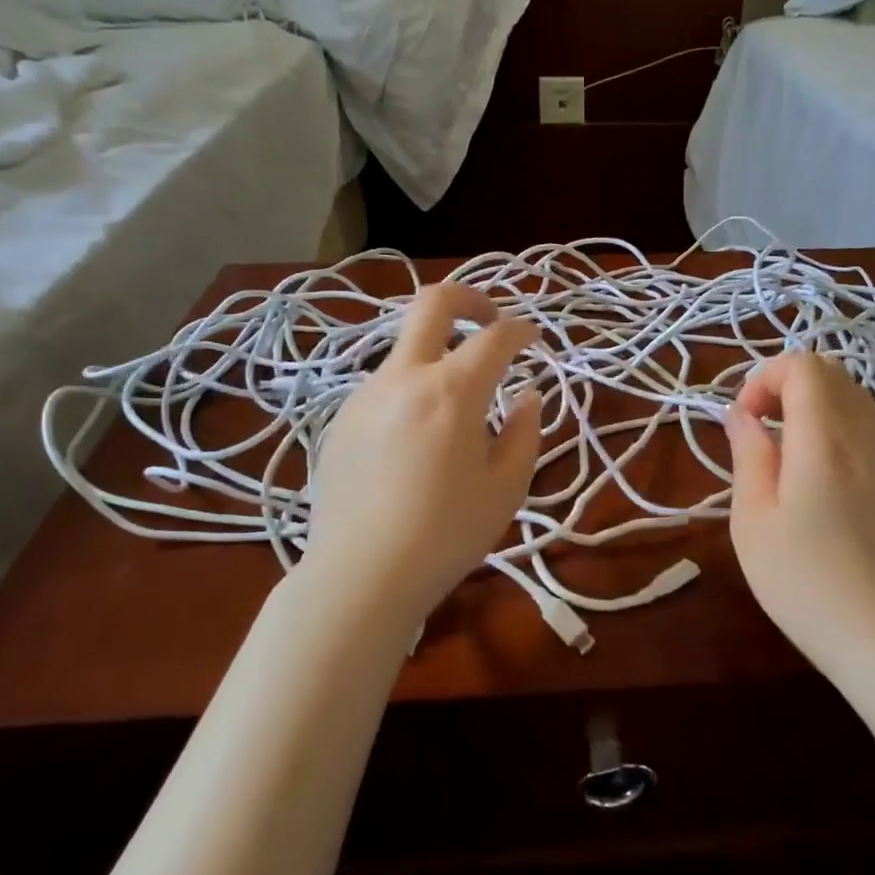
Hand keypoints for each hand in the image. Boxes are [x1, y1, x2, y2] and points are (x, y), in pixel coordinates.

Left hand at [303, 282, 541, 621]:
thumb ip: (524, 433)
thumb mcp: (506, 489)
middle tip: (490, 319)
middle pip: (431, 304)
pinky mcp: (340, 421)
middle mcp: (404, 379)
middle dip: (469, 298)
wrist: (361, 576)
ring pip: (405, 350)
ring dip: (437, 356)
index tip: (533, 340)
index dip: (521, 330)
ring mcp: (365, 396)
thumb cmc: (447, 534)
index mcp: (452, 392)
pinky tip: (415, 442)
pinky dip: (411, 392)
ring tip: (456, 407)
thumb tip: (528, 397)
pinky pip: (384, 388)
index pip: (495, 337)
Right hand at [725, 352, 874, 668]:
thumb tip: (741, 416)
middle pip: (830, 371)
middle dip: (785, 381)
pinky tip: (805, 463)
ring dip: (808, 400)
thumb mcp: (753, 518)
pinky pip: (860, 422)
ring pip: (849, 394)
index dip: (764, 377)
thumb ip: (748, 455)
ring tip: (777, 441)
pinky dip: (828, 420)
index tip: (742, 420)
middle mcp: (858, 435)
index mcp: (821, 438)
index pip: (803, 366)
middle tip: (756, 424)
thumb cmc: (802, 579)